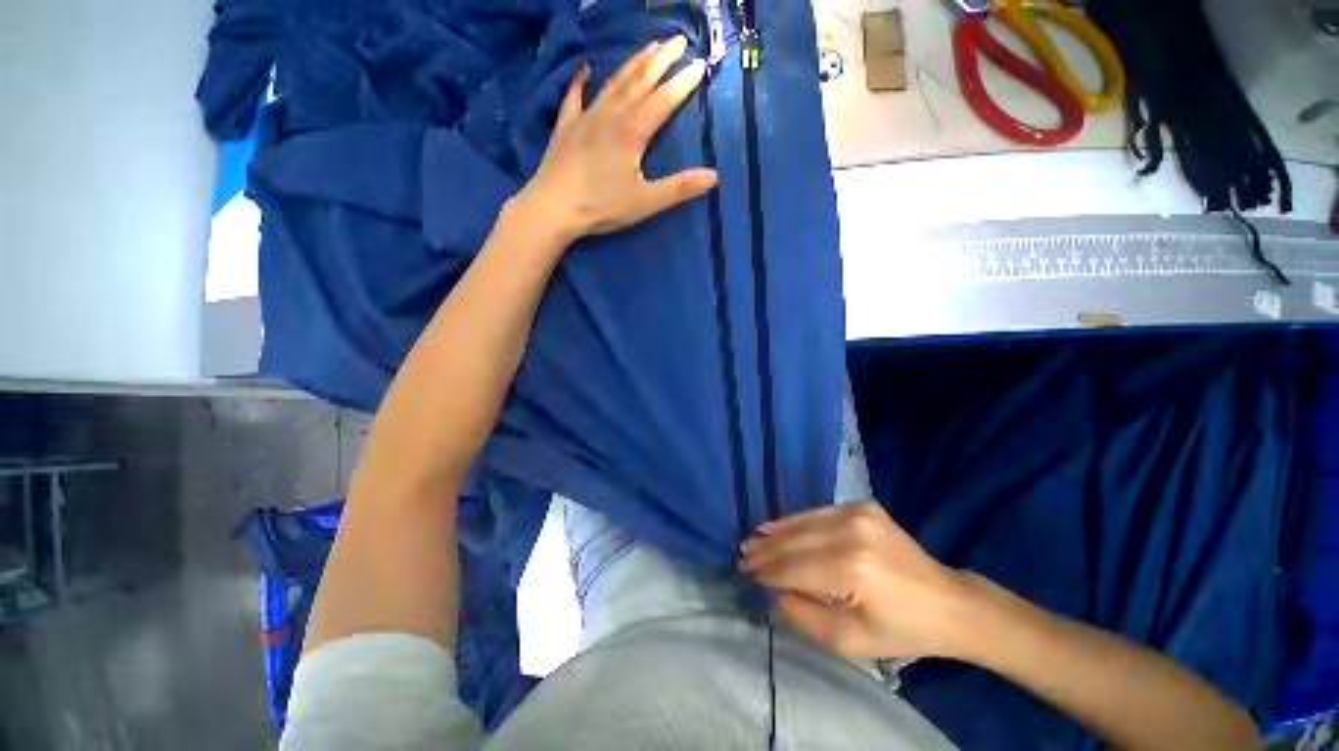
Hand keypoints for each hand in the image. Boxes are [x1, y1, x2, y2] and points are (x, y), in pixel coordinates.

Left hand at [513, 36, 718, 242]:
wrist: (553, 208)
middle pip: (640, 80)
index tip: (701, 64)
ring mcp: (586, 116)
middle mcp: (611, 115)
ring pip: (614, 82)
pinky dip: (580, 79)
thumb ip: (678, 188)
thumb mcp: (645, 202)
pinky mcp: (566, 126)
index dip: (684, 82)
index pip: (664, 100)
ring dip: (633, 62)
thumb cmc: (601, 207)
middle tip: (678, 39)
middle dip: (661, 59)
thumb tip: (713, 176)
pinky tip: (584, 67)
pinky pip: (574, 95)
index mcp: (632, 132)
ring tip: (649, 45)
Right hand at [740, 501, 976, 659]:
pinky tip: (777, 526)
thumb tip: (774, 592)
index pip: (794, 568)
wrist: (948, 602)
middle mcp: (851, 532)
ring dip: (775, 532)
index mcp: (852, 569)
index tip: (745, 574)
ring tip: (752, 539)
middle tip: (741, 556)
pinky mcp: (861, 505)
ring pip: (802, 521)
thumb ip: (804, 616)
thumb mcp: (850, 641)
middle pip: (795, 541)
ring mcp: (857, 512)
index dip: (767, 572)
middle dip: (765, 550)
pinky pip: (817, 512)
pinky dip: (794, 521)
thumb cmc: (902, 630)